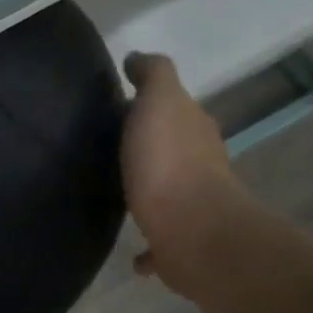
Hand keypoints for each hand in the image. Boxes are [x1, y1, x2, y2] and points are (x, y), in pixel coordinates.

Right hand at [121, 52, 240, 291]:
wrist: (191, 231)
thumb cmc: (169, 163)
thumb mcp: (159, 102)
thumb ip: (152, 76)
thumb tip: (137, 59)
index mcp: (193, 129)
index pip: (174, 108)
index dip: (149, 103)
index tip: (117, 105)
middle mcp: (200, 166)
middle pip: (174, 149)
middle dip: (150, 147)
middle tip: (112, 148)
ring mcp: (192, 208)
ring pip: (168, 193)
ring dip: (150, 192)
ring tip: (119, 195)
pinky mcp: (180, 245)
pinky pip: (160, 242)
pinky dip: (149, 246)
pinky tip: (133, 253)